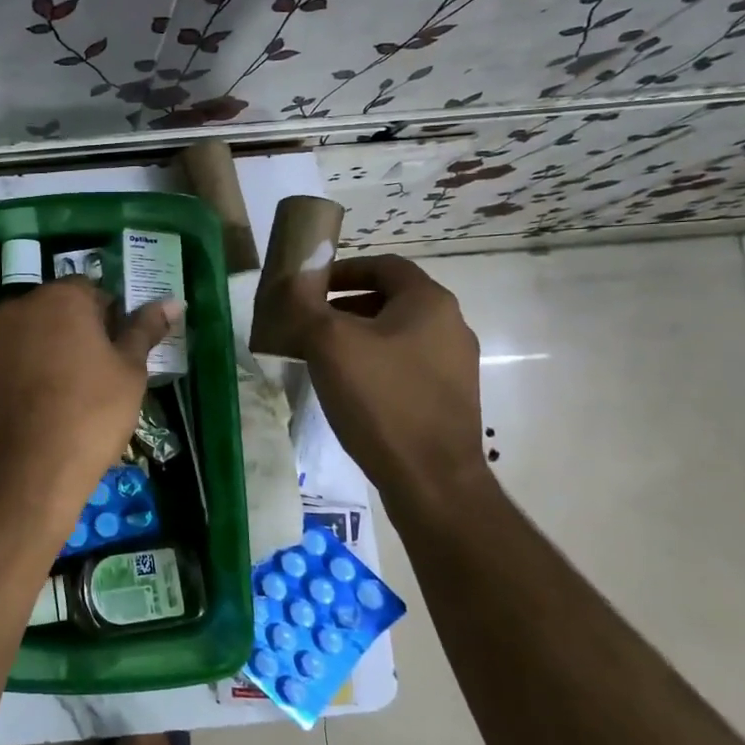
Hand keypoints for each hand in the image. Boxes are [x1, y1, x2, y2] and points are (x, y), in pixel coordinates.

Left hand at [0, 279, 179, 522]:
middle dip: (80, 334)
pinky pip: (11, 363)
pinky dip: (27, 375)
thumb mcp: (130, 372)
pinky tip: (42, 410)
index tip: (121, 355)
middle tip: (101, 376)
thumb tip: (172, 301)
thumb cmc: (89, 414)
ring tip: (71, 397)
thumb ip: (145, 330)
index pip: (93, 292)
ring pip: (32, 337)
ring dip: (51, 353)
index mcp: (59, 297)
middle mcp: (18, 308)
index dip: (112, 320)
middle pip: (58, 311)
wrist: (23, 473)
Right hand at [301, 255, 489, 505]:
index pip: (384, 265)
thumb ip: (305, 303)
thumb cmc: (380, 399)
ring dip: (357, 337)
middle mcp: (451, 326)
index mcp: (429, 302)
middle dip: (344, 306)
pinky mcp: (449, 397)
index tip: (310, 287)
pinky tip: (348, 389)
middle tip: (308, 323)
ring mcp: (454, 365)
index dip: (344, 270)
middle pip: (390, 300)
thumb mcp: (329, 343)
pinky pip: (405, 365)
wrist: (431, 479)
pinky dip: (374, 364)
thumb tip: (290, 275)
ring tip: (321, 357)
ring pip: (396, 335)